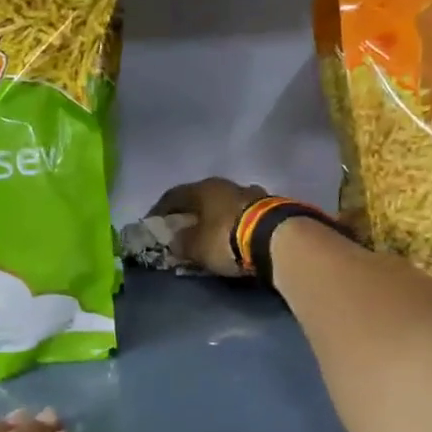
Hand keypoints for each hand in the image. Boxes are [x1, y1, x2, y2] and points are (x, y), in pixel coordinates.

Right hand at [148, 177, 270, 275]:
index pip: (174, 195)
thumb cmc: (227, 238)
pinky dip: (236, 224)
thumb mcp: (196, 247)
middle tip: (183, 228)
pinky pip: (245, 214)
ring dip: (216, 217)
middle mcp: (226, 185)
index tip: (153, 222)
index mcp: (203, 189)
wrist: (279, 238)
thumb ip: (181, 243)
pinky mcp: (272, 207)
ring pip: (226, 204)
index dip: (160, 210)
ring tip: (211, 233)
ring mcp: (252, 193)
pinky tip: (235, 236)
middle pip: (202, 197)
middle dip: (191, 213)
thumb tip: (175, 240)